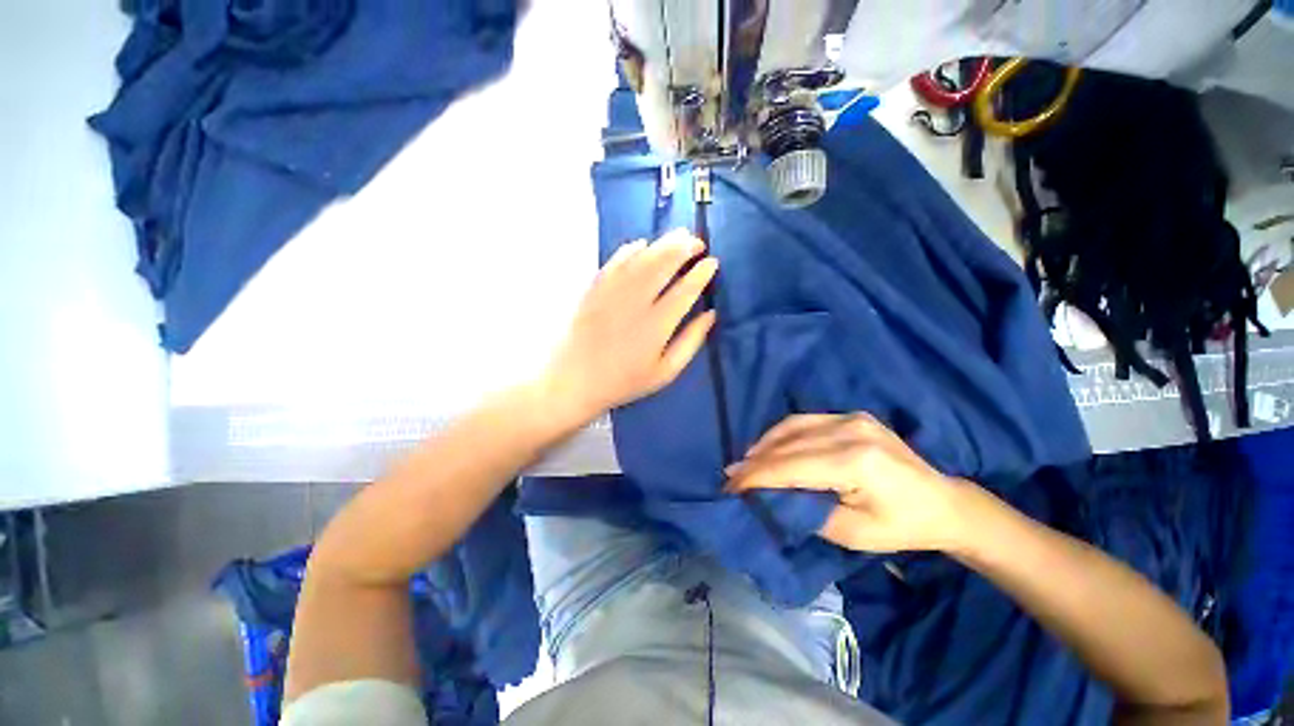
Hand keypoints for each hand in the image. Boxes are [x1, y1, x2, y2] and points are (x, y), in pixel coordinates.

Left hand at [538, 229, 717, 423]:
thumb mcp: (664, 372)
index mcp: (656, 326)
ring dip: (663, 243)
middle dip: (685, 248)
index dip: (701, 274)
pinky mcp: (593, 288)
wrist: (573, 381)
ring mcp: (612, 293)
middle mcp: (635, 303)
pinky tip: (642, 244)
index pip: (685, 291)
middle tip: (698, 242)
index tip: (712, 263)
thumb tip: (711, 315)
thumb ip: (690, 342)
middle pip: (664, 265)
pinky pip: (615, 261)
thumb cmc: (623, 381)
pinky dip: (631, 249)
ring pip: (642, 258)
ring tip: (679, 236)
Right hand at [724, 414, 972, 552]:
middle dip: (755, 461)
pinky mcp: (852, 415)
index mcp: (855, 462)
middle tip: (731, 475)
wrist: (943, 503)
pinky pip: (806, 421)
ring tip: (745, 461)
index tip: (730, 486)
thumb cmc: (901, 526)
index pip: (790, 466)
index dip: (756, 477)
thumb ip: (805, 511)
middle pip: (788, 443)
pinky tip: (770, 445)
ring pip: (792, 426)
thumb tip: (768, 497)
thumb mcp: (851, 532)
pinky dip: (782, 433)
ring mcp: (852, 418)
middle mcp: (850, 430)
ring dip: (764, 443)